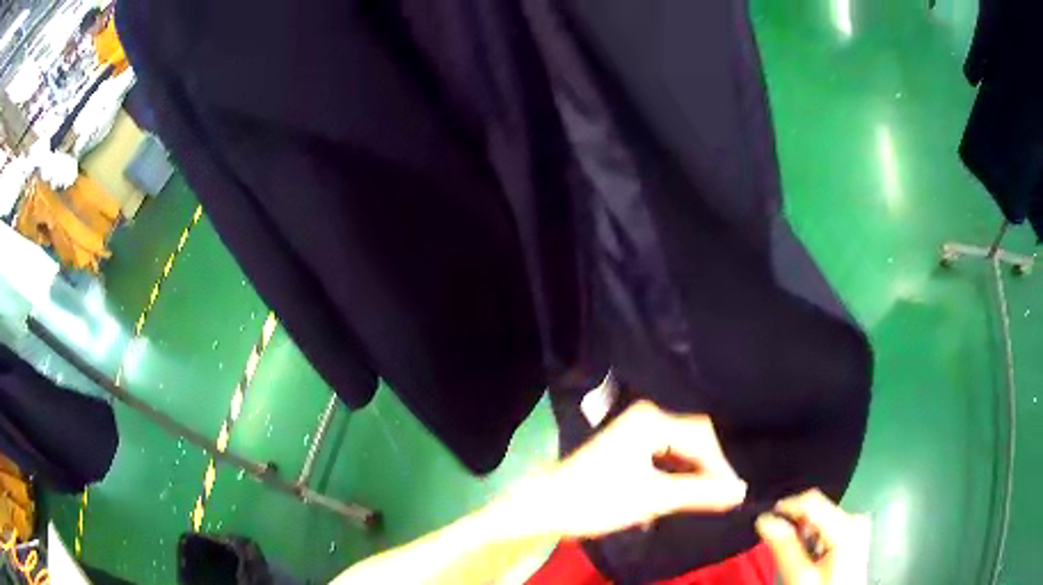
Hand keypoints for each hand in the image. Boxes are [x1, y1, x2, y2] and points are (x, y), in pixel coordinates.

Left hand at [534, 400, 746, 537]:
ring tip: (708, 496)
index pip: (702, 438)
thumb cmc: (599, 500)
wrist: (546, 507)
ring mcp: (636, 430)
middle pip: (693, 439)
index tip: (734, 493)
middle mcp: (646, 417)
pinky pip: (665, 455)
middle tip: (724, 495)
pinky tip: (684, 491)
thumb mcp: (655, 498)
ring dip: (693, 472)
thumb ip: (701, 493)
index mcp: (652, 420)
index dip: (721, 467)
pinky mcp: (629, 446)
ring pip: (680, 448)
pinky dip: (677, 473)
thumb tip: (741, 491)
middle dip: (708, 468)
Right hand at [755, 489, 870, 584]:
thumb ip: (785, 548)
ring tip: (793, 554)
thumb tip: (765, 519)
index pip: (811, 500)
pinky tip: (809, 554)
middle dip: (794, 523)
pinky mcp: (854, 532)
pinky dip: (812, 536)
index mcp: (846, 525)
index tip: (762, 521)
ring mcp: (857, 524)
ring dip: (802, 531)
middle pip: (817, 508)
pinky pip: (827, 524)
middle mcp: (855, 517)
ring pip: (820, 516)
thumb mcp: (801, 578)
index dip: (785, 507)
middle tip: (776, 544)